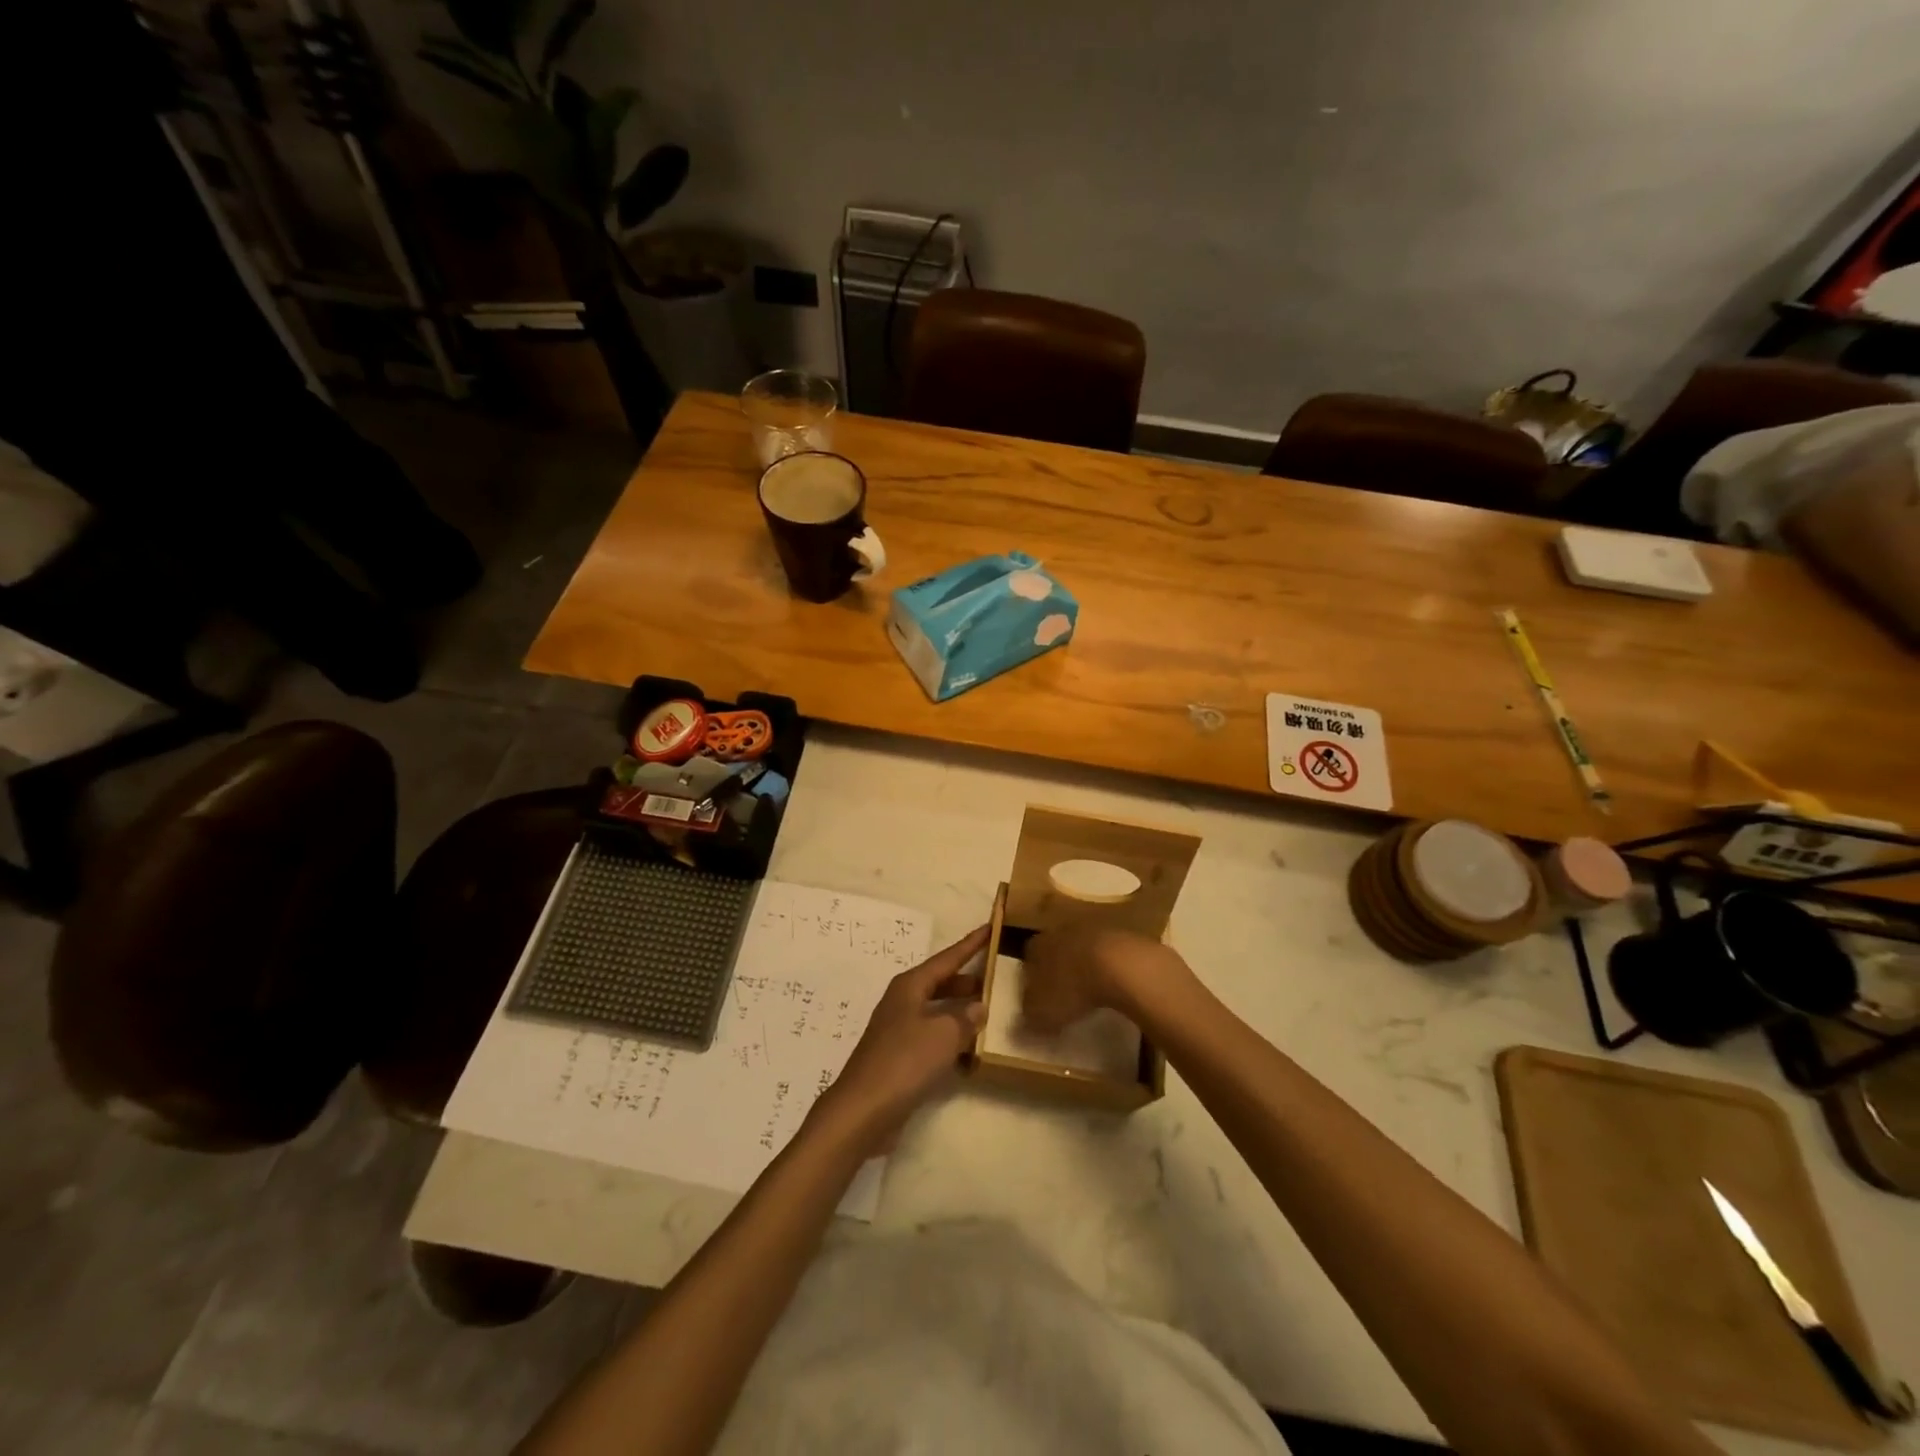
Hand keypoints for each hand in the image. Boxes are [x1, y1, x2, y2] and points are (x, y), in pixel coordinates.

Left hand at [813, 926, 989, 1151]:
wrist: (863, 1110)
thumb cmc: (904, 1062)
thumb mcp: (943, 1035)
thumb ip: (965, 1018)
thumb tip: (979, 1006)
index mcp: (910, 986)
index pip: (947, 958)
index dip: (970, 944)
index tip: (990, 927)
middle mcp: (902, 1002)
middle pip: (940, 982)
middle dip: (966, 979)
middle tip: (996, 975)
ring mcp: (898, 1030)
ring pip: (936, 1010)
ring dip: (960, 1010)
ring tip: (989, 1011)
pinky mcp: (899, 1057)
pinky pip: (932, 1037)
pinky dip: (951, 1037)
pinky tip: (969, 1050)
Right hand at [1020, 925, 1190, 1033]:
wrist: (1120, 964)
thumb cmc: (1071, 988)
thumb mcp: (1042, 1014)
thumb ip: (1028, 1021)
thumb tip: (1018, 1028)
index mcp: (1037, 945)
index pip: (1028, 959)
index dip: (1032, 981)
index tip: (1038, 1000)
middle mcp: (1061, 931)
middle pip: (1056, 950)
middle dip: (1059, 970)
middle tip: (1064, 996)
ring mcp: (1093, 929)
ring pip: (1083, 949)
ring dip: (1086, 967)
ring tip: (1091, 994)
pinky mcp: (1121, 935)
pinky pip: (1110, 954)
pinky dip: (1110, 968)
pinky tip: (1115, 987)